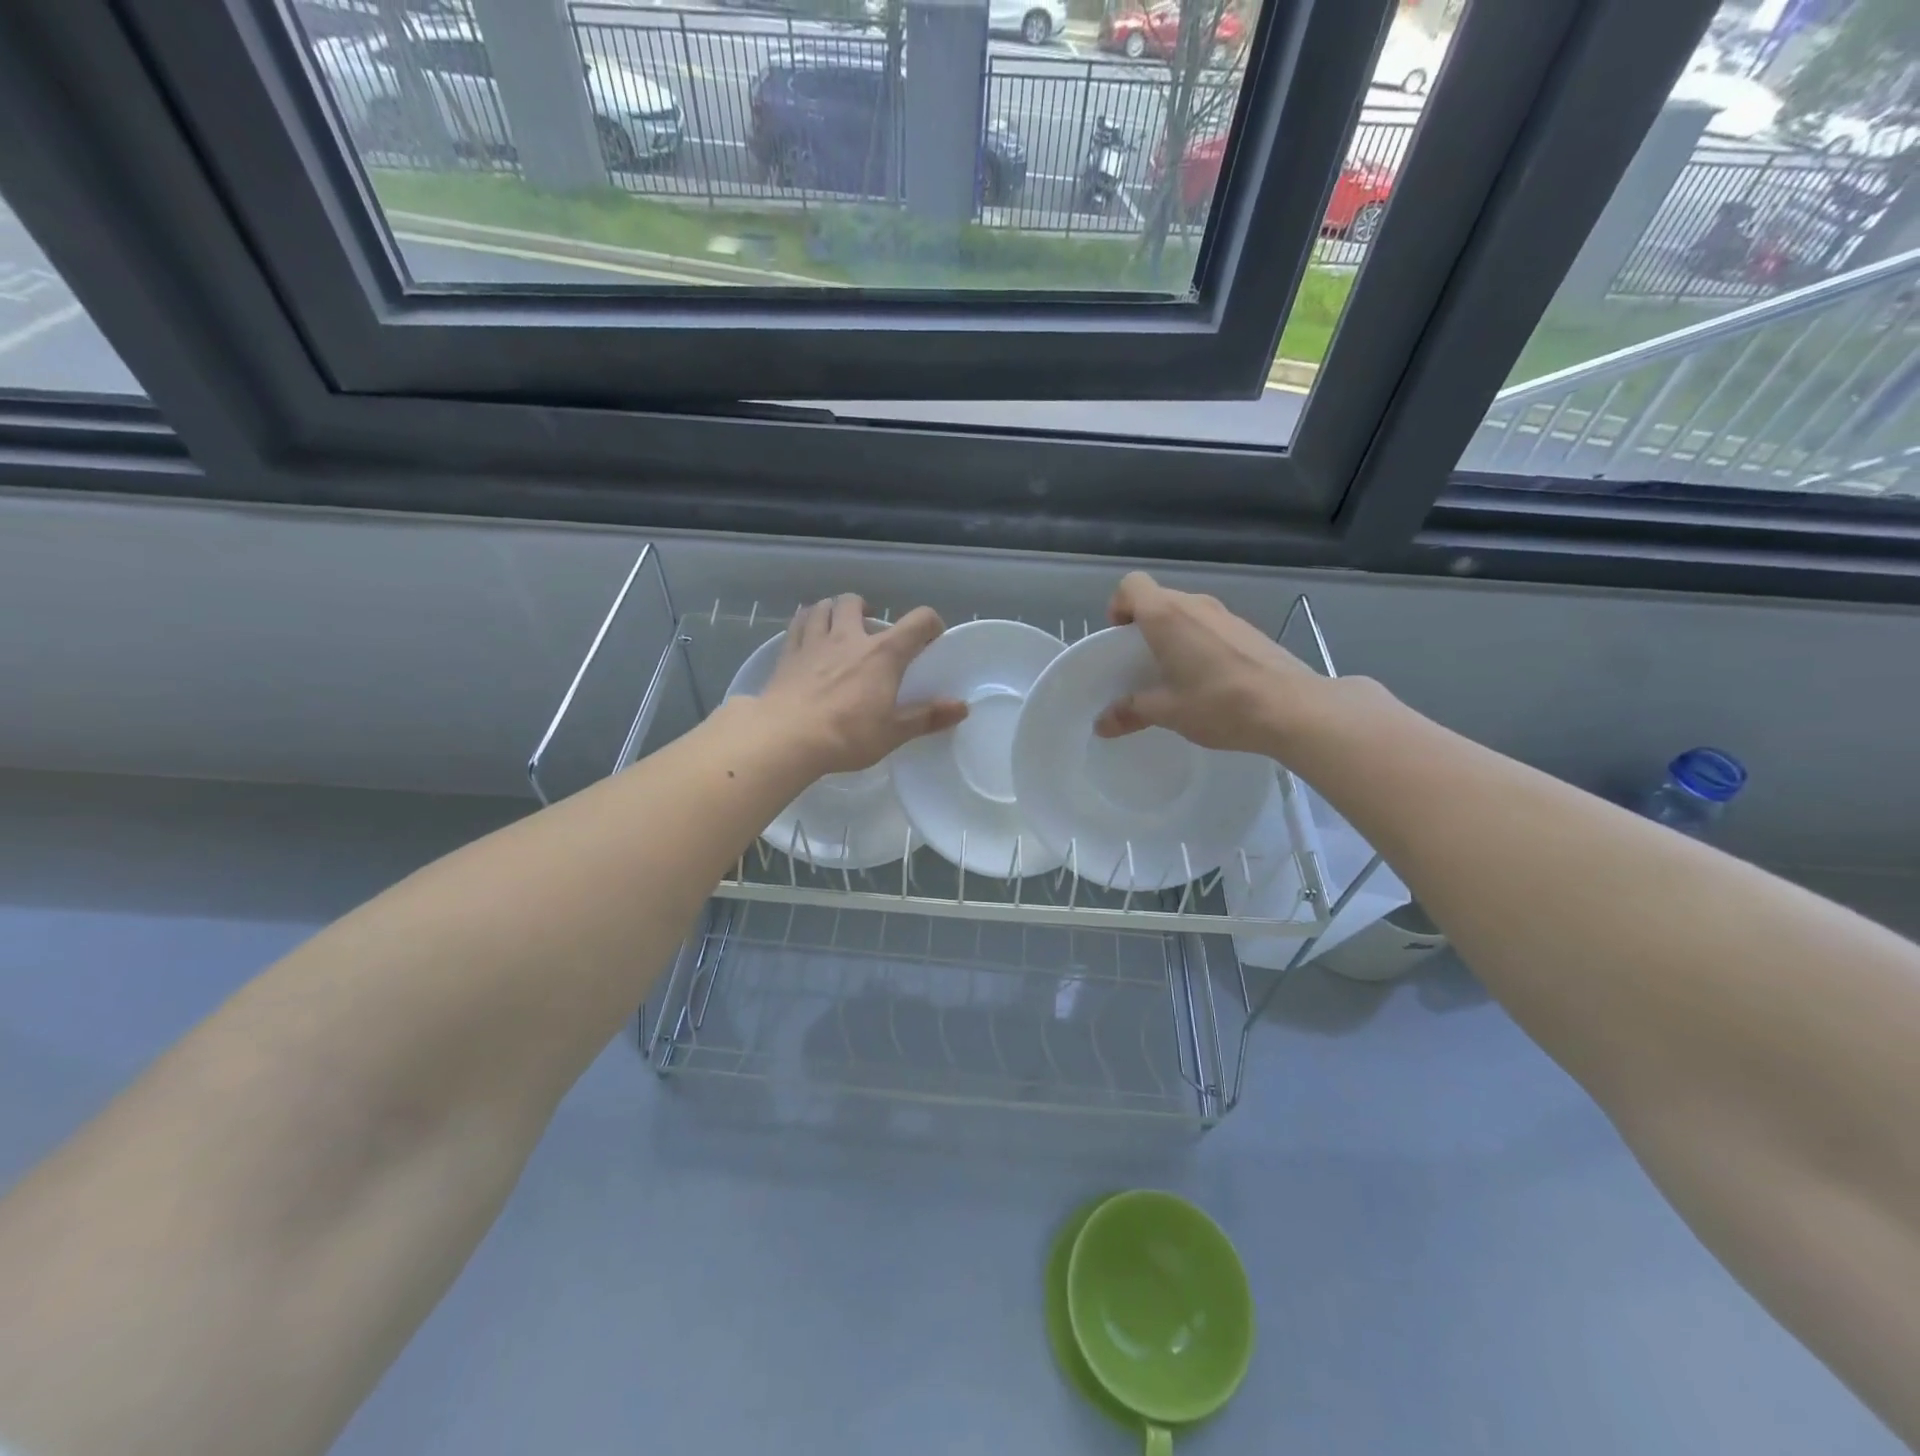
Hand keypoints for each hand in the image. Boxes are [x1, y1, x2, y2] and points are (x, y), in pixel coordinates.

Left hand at [758, 594, 967, 774]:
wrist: (787, 737)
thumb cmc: (847, 736)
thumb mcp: (893, 732)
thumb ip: (927, 716)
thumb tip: (962, 706)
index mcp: (883, 654)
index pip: (917, 621)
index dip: (930, 624)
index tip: (931, 638)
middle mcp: (849, 637)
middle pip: (856, 602)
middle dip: (866, 610)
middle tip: (870, 630)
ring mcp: (814, 642)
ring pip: (823, 606)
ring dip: (833, 610)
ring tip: (837, 627)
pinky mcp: (788, 654)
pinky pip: (797, 624)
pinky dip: (807, 622)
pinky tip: (808, 636)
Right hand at [1094, 572, 1321, 754]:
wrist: (1293, 708)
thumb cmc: (1220, 703)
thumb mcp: (1168, 712)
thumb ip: (1131, 711)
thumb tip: (1102, 723)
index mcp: (1167, 616)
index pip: (1131, 585)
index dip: (1118, 607)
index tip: (1120, 640)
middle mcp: (1195, 605)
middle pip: (1157, 599)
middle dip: (1143, 626)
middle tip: (1141, 664)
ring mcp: (1226, 614)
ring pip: (1185, 612)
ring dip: (1172, 635)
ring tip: (1174, 674)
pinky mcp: (1248, 629)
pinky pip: (1209, 626)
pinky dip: (1198, 643)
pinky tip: (1207, 679)